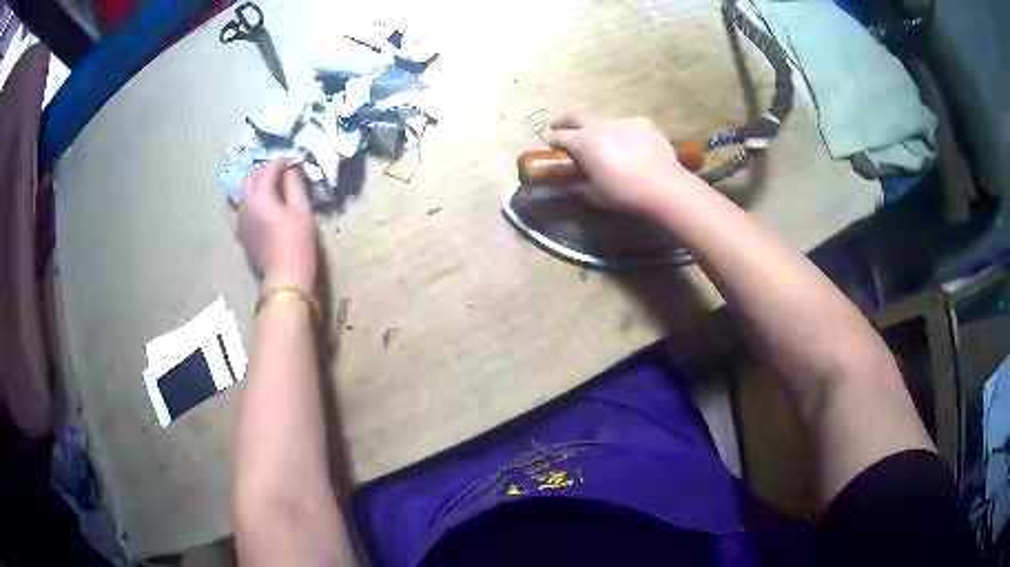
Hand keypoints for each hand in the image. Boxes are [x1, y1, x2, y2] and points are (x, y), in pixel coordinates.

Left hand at [237, 160, 317, 290]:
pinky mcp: (242, 236)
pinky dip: (253, 204)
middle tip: (280, 174)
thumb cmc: (297, 242)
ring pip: (245, 195)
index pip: (268, 169)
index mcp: (259, 196)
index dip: (280, 162)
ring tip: (272, 191)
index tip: (293, 161)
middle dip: (264, 172)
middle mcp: (245, 205)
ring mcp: (240, 222)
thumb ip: (294, 186)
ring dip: (257, 188)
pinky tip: (264, 210)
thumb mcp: (301, 210)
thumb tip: (290, 172)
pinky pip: (243, 211)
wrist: (285, 278)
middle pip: (250, 179)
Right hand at [551, 116, 693, 213]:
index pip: (559, 136)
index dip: (554, 143)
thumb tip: (567, 183)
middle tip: (563, 129)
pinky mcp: (645, 124)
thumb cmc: (623, 193)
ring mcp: (624, 122)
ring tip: (606, 143)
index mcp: (583, 141)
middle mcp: (600, 126)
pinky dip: (625, 133)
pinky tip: (632, 145)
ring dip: (599, 130)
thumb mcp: (595, 194)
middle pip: (576, 117)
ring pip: (604, 121)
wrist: (664, 187)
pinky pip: (629, 126)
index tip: (554, 149)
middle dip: (566, 123)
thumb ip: (577, 185)